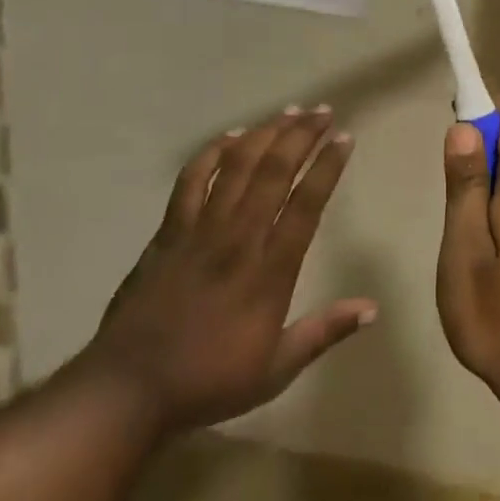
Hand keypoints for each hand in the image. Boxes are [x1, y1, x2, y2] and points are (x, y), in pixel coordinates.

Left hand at [81, 108, 374, 437]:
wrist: (128, 389)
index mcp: (269, 271)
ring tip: (288, 112)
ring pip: (236, 166)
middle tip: (323, 111)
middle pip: (274, 171)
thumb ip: (324, 333)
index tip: (345, 139)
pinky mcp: (169, 231)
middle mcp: (238, 238)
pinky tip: (230, 137)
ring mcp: (200, 230)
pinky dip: (212, 153)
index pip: (306, 204)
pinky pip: (192, 180)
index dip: (328, 166)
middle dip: (302, 135)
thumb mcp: (276, 370)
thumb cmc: (208, 381)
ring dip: (264, 134)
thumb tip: (371, 308)